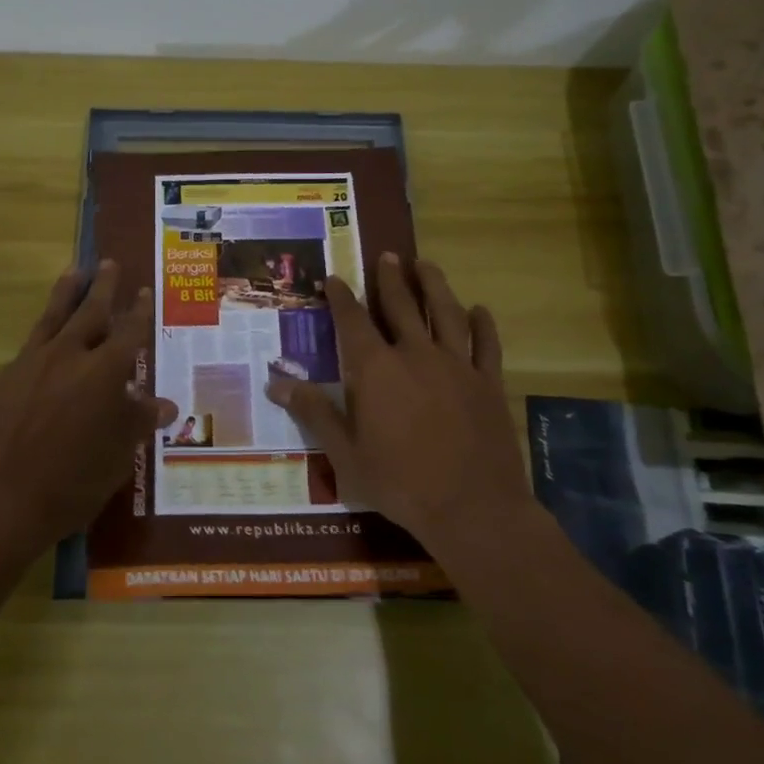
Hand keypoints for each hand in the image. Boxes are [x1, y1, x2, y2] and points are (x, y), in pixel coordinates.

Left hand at [0, 261, 176, 550]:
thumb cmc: (71, 481)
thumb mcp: (117, 455)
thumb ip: (138, 422)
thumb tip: (166, 405)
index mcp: (104, 371)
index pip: (129, 331)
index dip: (139, 310)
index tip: (145, 290)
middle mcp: (69, 355)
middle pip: (90, 310)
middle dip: (103, 285)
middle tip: (108, 263)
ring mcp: (31, 363)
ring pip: (52, 317)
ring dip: (66, 292)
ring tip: (73, 271)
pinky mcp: (3, 378)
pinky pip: (29, 347)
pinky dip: (42, 337)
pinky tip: (44, 343)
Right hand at [264, 253, 527, 547]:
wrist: (473, 508)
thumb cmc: (400, 483)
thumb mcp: (345, 454)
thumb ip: (314, 413)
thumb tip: (276, 384)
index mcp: (376, 370)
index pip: (353, 321)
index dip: (342, 297)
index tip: (334, 277)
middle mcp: (415, 355)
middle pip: (401, 305)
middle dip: (390, 278)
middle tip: (387, 255)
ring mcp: (456, 365)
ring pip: (445, 312)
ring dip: (434, 285)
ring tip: (426, 264)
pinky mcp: (488, 383)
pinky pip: (486, 344)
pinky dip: (483, 324)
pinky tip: (480, 309)